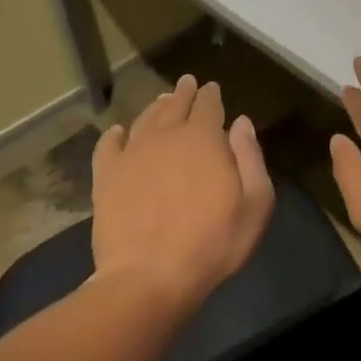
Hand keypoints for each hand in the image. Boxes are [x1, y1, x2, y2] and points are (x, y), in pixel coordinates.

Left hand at [91, 75, 273, 309]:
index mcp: (203, 139)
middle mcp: (166, 136)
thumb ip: (250, 157)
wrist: (148, 277)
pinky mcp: (106, 177)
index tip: (212, 88)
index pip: (208, 106)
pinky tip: (118, 132)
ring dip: (155, 107)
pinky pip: (108, 145)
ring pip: (144, 119)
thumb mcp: (255, 204)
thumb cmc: (212, 243)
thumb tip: (241, 122)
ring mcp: (132, 155)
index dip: (211, 95)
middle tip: (187, 83)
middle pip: (175, 106)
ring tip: (161, 101)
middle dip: (184, 93)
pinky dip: (114, 135)